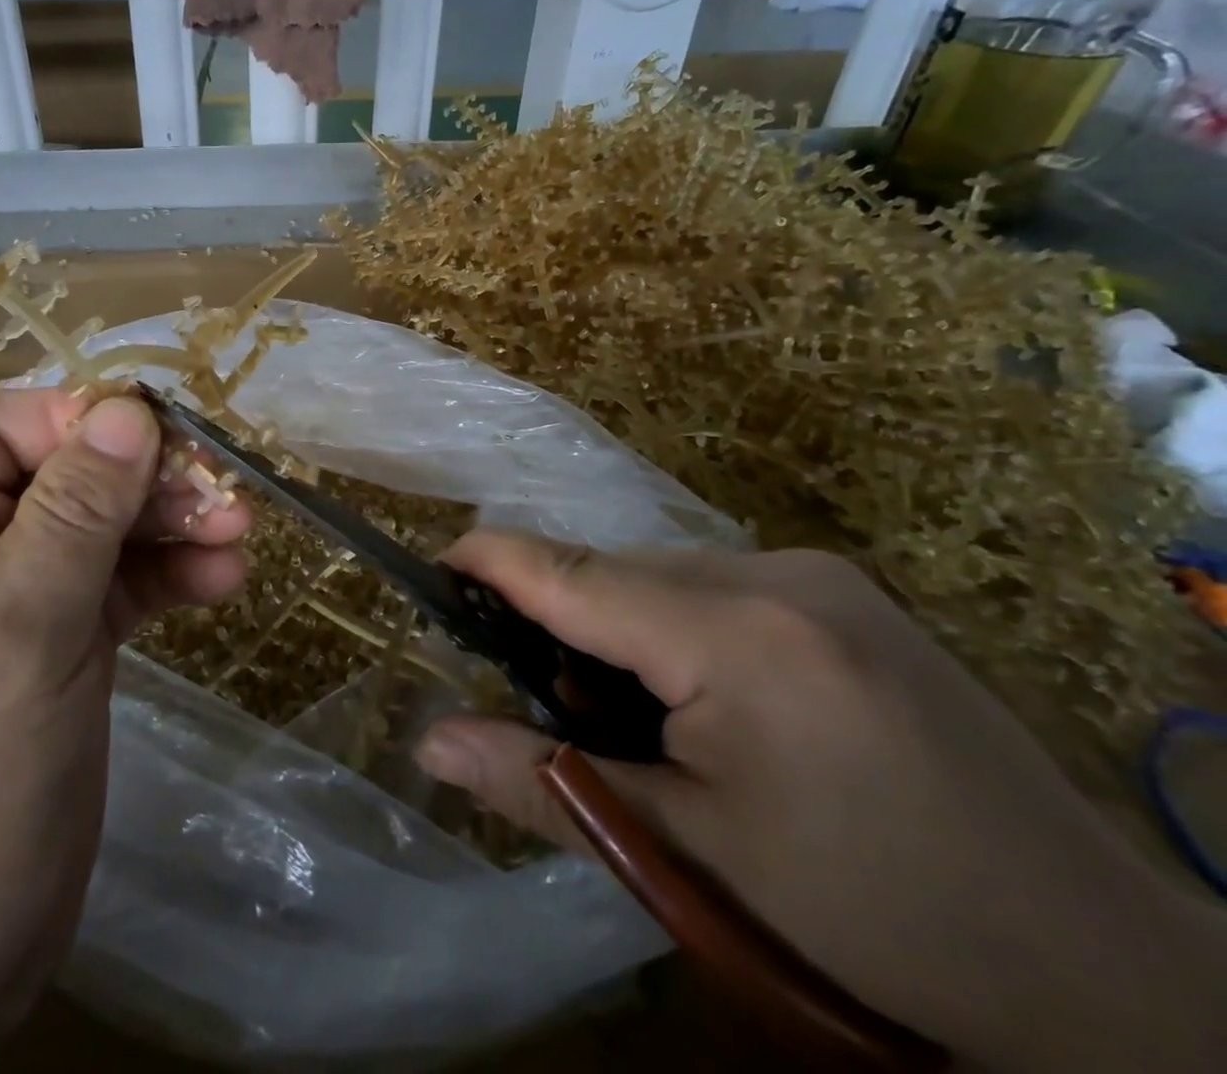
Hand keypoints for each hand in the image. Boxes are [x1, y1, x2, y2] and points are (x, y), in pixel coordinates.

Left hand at [0, 387, 248, 1072]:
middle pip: (63, 475)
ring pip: (103, 530)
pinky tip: (224, 578)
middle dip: (141, 475)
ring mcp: (20, 604)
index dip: (68, 416)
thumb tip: (128, 411)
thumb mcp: (17, 627)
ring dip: (170, 523)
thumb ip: (74, 513)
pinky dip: (171, 576)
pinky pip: (123, 587)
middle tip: (220, 488)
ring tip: (240, 529)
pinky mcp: (64, 649)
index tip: (149, 433)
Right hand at [414, 533, 1226, 1073]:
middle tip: (554, 708)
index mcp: (734, 633)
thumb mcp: (688, 860)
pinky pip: (712, 584)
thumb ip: (543, 784)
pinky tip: (706, 702)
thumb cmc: (873, 923)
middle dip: (560, 622)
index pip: (566, 569)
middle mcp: (774, 573)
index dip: (486, 562)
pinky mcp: (844, 592)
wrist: (1109, 977)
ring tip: (637, 719)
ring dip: (618, 628)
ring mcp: (819, 574)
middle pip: (611, 570)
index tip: (430, 571)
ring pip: (658, 574)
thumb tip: (430, 743)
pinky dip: (674, 626)